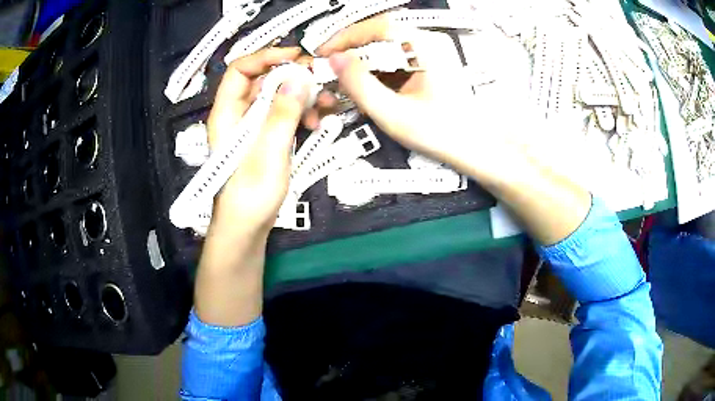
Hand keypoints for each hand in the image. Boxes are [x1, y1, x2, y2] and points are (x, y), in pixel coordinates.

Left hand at [196, 47, 319, 325]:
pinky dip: (301, 115)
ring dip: (303, 97)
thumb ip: (282, 113)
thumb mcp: (269, 152)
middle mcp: (238, 115)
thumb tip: (299, 77)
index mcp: (227, 113)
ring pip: (277, 98)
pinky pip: (283, 116)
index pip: (240, 70)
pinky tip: (319, 123)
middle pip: (263, 81)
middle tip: (322, 82)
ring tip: (328, 105)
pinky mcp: (264, 140)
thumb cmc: (250, 195)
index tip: (297, 57)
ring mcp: (252, 128)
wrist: (245, 229)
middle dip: (294, 78)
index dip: (266, 57)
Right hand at [318, 17, 590, 244]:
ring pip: (383, 53)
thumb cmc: (446, 134)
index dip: (343, 37)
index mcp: (423, 46)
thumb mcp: (394, 113)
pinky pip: (393, 66)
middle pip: (377, 39)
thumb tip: (334, 61)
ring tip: (340, 84)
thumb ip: (360, 85)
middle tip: (327, 71)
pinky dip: (374, 76)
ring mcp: (427, 58)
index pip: (375, 27)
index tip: (322, 51)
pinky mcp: (426, 72)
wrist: (481, 151)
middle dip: (349, 54)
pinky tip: (363, 91)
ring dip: (360, 67)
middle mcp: (426, 45)